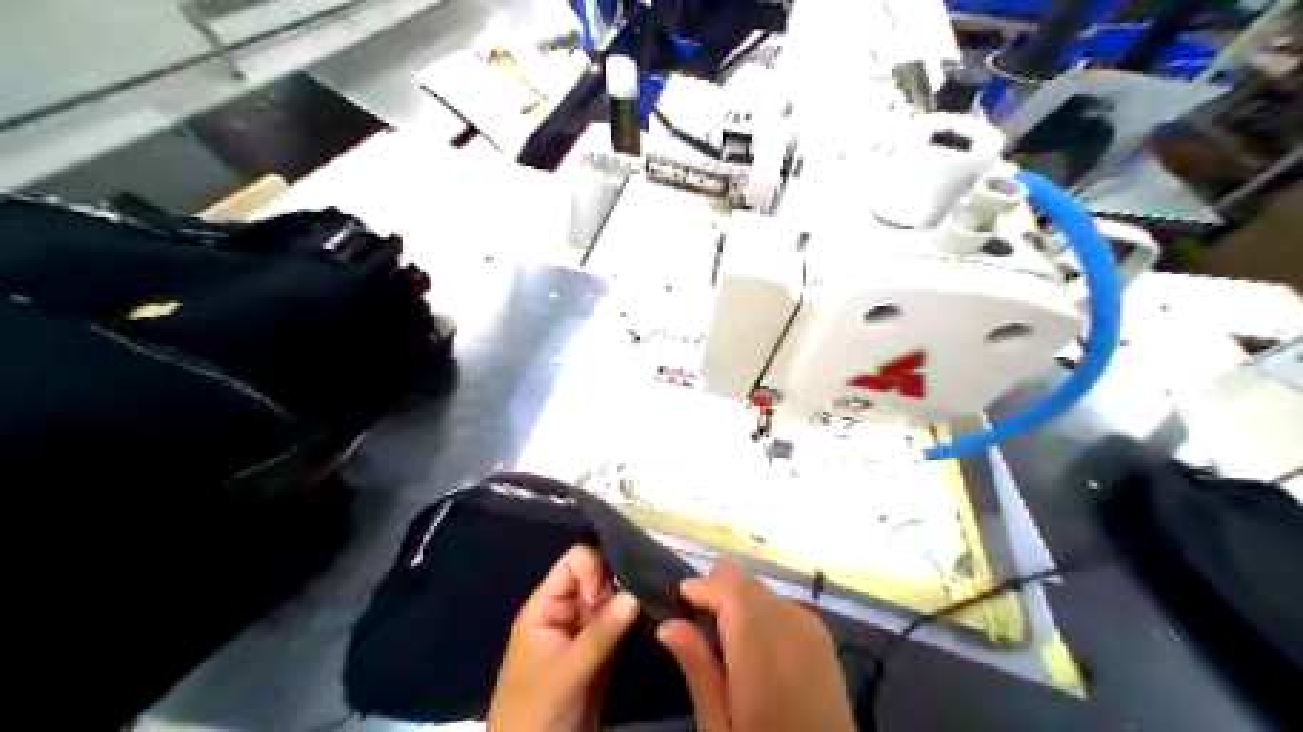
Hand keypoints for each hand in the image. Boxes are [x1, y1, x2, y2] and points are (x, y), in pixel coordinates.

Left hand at [489, 548, 638, 727]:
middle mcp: (568, 612)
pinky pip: (620, 627)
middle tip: (646, 598)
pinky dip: (635, 624)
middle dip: (621, 583)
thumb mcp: (566, 671)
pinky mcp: (602, 653)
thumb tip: (635, 594)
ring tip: (656, 607)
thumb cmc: (536, 709)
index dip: (596, 569)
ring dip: (632, 604)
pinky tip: (654, 622)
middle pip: (598, 578)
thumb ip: (600, 633)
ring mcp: (585, 632)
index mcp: (546, 606)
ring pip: (613, 602)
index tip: (613, 593)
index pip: (574, 563)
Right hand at [657, 562, 861, 731]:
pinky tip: (751, 647)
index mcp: (764, 646)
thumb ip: (698, 669)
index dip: (703, 586)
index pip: (732, 587)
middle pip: (746, 581)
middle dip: (717, 589)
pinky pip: (780, 604)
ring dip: (738, 601)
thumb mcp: (720, 724)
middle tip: (695, 623)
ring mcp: (811, 625)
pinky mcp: (823, 634)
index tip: (678, 600)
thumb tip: (668, 625)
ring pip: (761, 589)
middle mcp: (792, 621)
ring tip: (722, 640)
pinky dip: (758, 611)